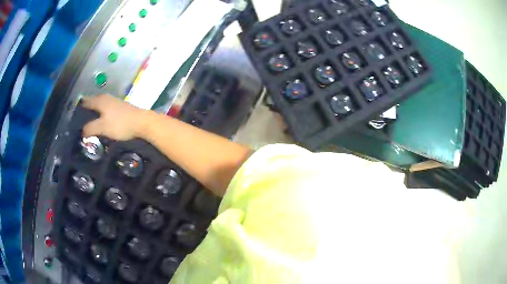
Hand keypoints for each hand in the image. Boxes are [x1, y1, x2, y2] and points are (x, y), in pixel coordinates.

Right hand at [81, 94, 147, 140]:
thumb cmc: (120, 124)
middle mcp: (106, 98)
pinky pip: (106, 109)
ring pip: (100, 105)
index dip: (78, 108)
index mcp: (99, 100)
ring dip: (94, 112)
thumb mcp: (102, 127)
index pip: (85, 102)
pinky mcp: (120, 107)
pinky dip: (101, 114)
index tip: (73, 117)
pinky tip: (101, 121)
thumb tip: (81, 132)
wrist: (142, 122)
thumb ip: (90, 128)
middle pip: (92, 102)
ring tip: (89, 123)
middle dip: (85, 111)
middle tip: (79, 122)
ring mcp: (114, 101)